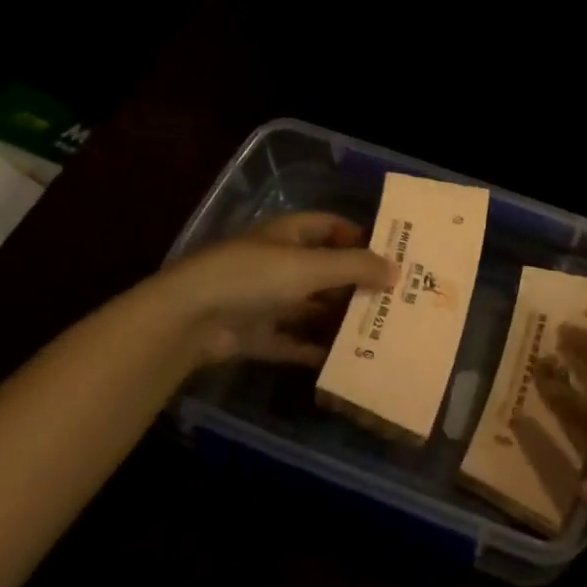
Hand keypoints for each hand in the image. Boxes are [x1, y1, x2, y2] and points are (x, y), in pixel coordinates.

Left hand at [137, 212, 395, 373]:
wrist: (189, 319)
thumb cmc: (254, 276)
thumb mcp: (310, 267)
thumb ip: (355, 267)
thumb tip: (397, 270)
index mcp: (289, 234)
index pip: (331, 227)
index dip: (360, 238)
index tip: (392, 256)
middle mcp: (279, 263)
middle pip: (325, 270)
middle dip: (356, 284)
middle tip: (394, 301)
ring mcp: (265, 300)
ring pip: (311, 308)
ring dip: (338, 319)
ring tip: (378, 332)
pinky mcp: (255, 334)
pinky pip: (293, 341)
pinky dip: (314, 349)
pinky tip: (344, 360)